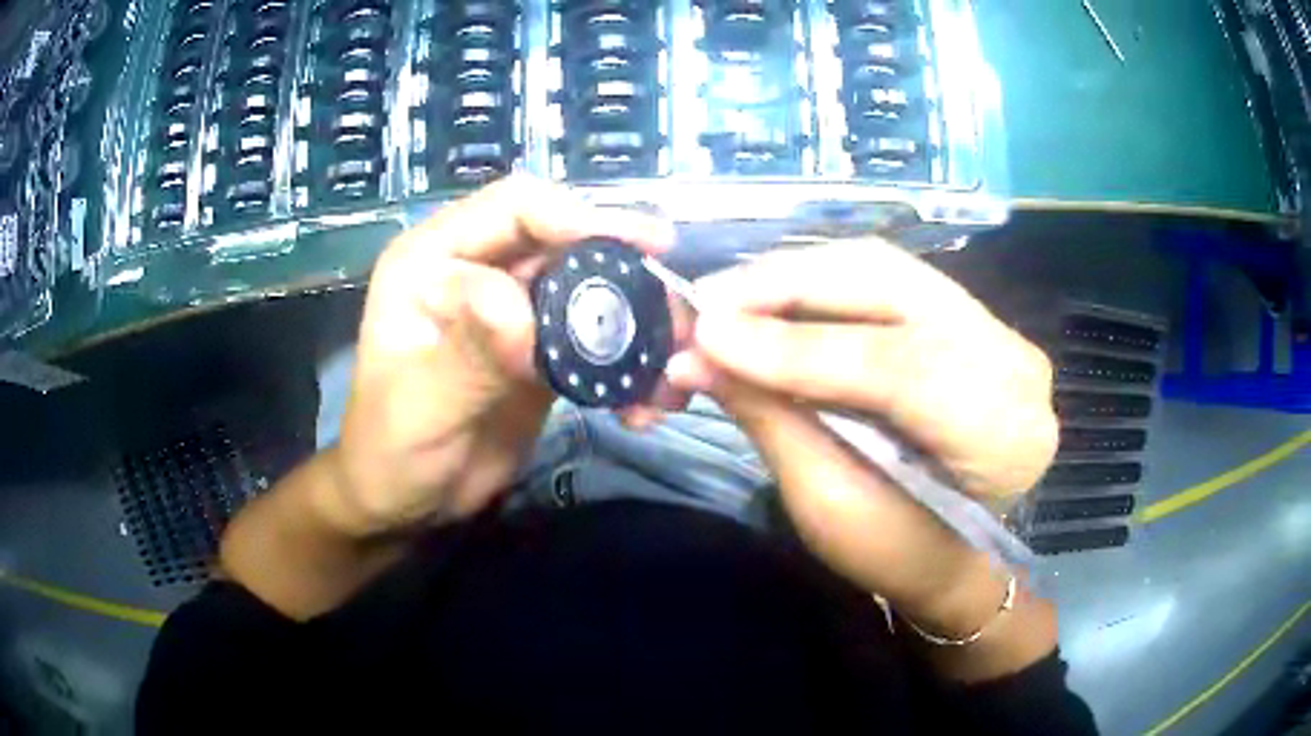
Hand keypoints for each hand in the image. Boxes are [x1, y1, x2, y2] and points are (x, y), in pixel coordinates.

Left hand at [326, 177, 676, 534]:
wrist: (407, 501)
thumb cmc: (390, 450)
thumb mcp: (421, 406)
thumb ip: (467, 354)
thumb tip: (522, 309)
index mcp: (432, 259)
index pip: (514, 208)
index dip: (579, 216)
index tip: (644, 246)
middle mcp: (476, 269)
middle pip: (565, 243)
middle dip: (626, 274)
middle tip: (677, 316)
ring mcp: (512, 309)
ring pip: (590, 290)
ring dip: (637, 323)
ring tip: (672, 368)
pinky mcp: (540, 349)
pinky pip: (594, 339)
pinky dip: (626, 364)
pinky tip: (643, 402)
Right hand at [666, 240, 1057, 636]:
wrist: (958, 550)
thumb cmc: (900, 551)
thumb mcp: (831, 505)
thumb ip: (772, 418)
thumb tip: (693, 355)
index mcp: (1002, 433)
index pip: (898, 368)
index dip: (795, 348)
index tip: (703, 339)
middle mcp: (1012, 358)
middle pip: (890, 286)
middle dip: (784, 286)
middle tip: (701, 304)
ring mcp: (992, 325)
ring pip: (880, 267)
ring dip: (792, 276)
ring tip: (722, 301)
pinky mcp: (963, 311)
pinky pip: (881, 275)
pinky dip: (814, 281)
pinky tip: (766, 298)